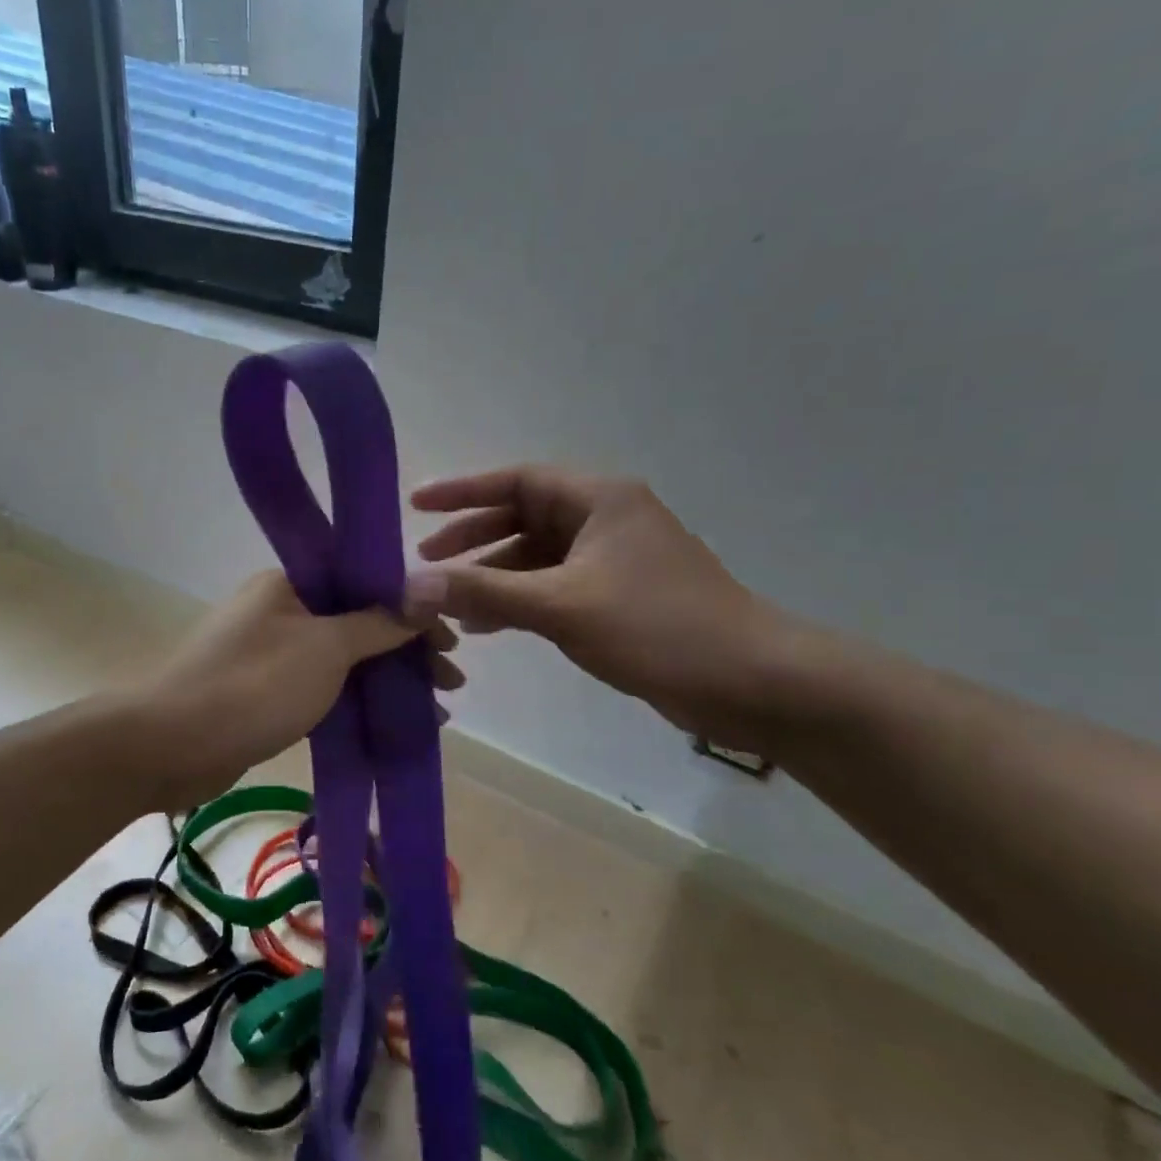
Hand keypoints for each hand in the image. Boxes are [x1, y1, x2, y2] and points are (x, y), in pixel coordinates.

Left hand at [128, 571, 461, 808]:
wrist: (169, 745)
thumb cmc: (253, 685)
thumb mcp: (326, 648)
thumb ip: (380, 621)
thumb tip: (432, 587)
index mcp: (290, 582)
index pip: (366, 582)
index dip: (413, 610)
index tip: (450, 642)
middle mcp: (280, 609)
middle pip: (359, 621)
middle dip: (407, 650)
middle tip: (451, 682)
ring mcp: (271, 652)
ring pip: (344, 658)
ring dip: (387, 679)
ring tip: (434, 709)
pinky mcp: (265, 692)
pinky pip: (323, 688)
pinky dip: (357, 701)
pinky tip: (389, 721)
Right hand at [407, 466, 798, 751]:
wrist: (748, 680)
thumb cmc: (656, 627)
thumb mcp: (561, 606)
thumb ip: (484, 591)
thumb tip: (412, 585)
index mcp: (599, 499)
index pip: (516, 480)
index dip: (462, 491)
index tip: (415, 504)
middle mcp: (606, 518)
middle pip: (523, 516)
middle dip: (473, 537)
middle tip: (427, 560)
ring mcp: (613, 558)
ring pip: (537, 556)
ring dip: (494, 575)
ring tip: (450, 602)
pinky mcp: (618, 595)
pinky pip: (554, 586)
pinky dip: (520, 600)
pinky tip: (488, 624)